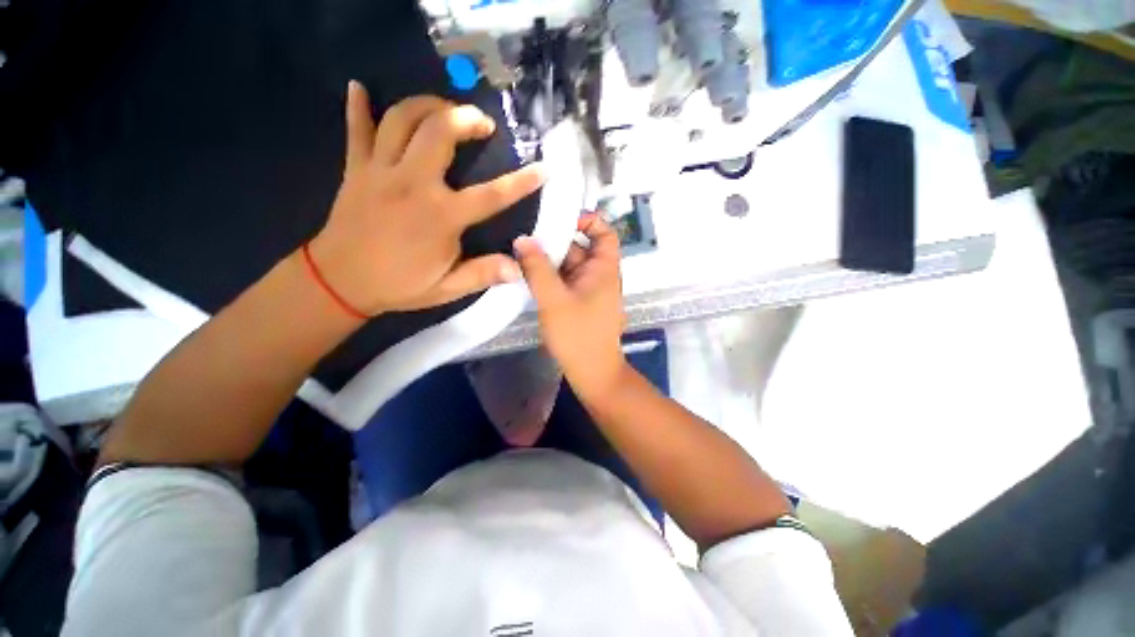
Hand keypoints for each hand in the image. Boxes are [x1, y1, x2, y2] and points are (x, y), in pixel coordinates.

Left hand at [308, 81, 544, 315]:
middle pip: (439, 132)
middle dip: (465, 118)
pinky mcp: (356, 168)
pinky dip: (357, 106)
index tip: (543, 168)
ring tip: (445, 109)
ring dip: (426, 105)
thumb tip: (518, 269)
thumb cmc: (399, 285)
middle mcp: (412, 184)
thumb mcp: (447, 288)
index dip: (521, 182)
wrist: (339, 282)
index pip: (491, 195)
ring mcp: (380, 171)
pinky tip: (359, 88)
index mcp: (440, 217)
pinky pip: (355, 129)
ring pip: (400, 119)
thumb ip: (482, 275)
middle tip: (482, 123)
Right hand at [514, 214, 627, 401]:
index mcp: (603, 268)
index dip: (588, 221)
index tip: (560, 220)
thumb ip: (537, 268)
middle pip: (580, 248)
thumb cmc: (578, 334)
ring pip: (569, 266)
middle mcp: (599, 275)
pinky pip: (566, 281)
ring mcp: (589, 290)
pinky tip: (529, 276)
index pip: (605, 232)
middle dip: (555, 242)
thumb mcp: (554, 299)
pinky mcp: (580, 303)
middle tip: (525, 237)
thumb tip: (522, 239)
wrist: (592, 372)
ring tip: (520, 254)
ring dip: (549, 261)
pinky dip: (551, 277)